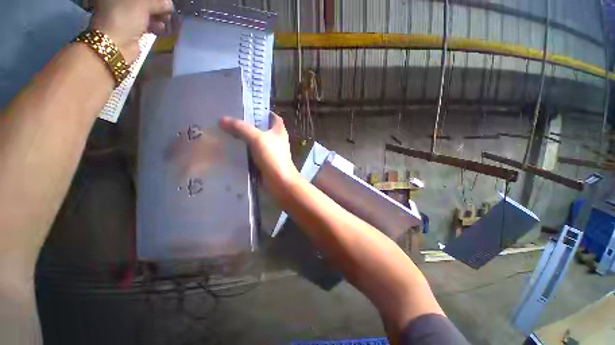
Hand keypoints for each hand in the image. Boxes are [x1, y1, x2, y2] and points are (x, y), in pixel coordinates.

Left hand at [90, 0, 172, 62]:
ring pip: (145, 11)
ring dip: (157, 15)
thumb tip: (168, 3)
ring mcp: (123, 15)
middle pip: (143, 2)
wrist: (116, 44)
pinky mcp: (129, 27)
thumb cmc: (125, 17)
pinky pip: (144, 22)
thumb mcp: (143, 3)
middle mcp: (118, 2)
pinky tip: (160, 27)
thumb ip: (157, 2)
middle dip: (157, 5)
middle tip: (167, 10)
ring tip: (166, 20)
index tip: (165, 2)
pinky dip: (153, 24)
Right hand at [220, 112, 299, 199]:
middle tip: (232, 121)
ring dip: (246, 139)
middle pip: (263, 129)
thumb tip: (222, 119)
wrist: (279, 181)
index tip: (248, 109)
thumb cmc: (272, 157)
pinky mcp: (266, 162)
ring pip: (257, 142)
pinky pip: (254, 153)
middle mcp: (277, 140)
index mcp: (279, 131)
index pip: (273, 117)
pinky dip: (246, 151)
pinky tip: (233, 150)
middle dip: (249, 125)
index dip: (263, 112)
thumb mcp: (257, 138)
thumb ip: (241, 128)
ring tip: (228, 133)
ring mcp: (272, 152)